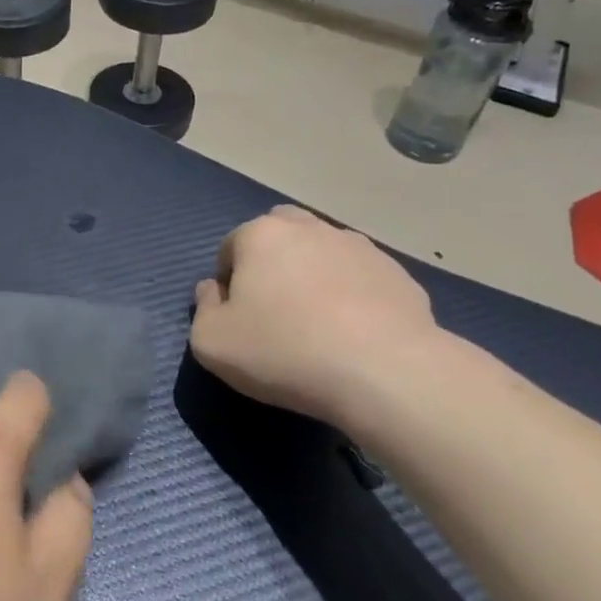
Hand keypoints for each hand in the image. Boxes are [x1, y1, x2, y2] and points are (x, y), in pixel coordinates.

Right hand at [190, 206, 441, 421]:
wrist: (384, 371)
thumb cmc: (284, 351)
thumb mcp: (212, 343)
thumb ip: (203, 309)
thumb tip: (212, 290)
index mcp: (261, 235)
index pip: (231, 246)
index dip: (228, 281)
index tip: (238, 317)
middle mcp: (310, 228)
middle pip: (280, 233)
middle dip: (272, 261)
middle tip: (275, 308)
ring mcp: (359, 247)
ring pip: (324, 251)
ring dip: (314, 274)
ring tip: (319, 322)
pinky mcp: (397, 273)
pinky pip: (361, 278)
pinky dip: (353, 295)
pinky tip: (355, 334)